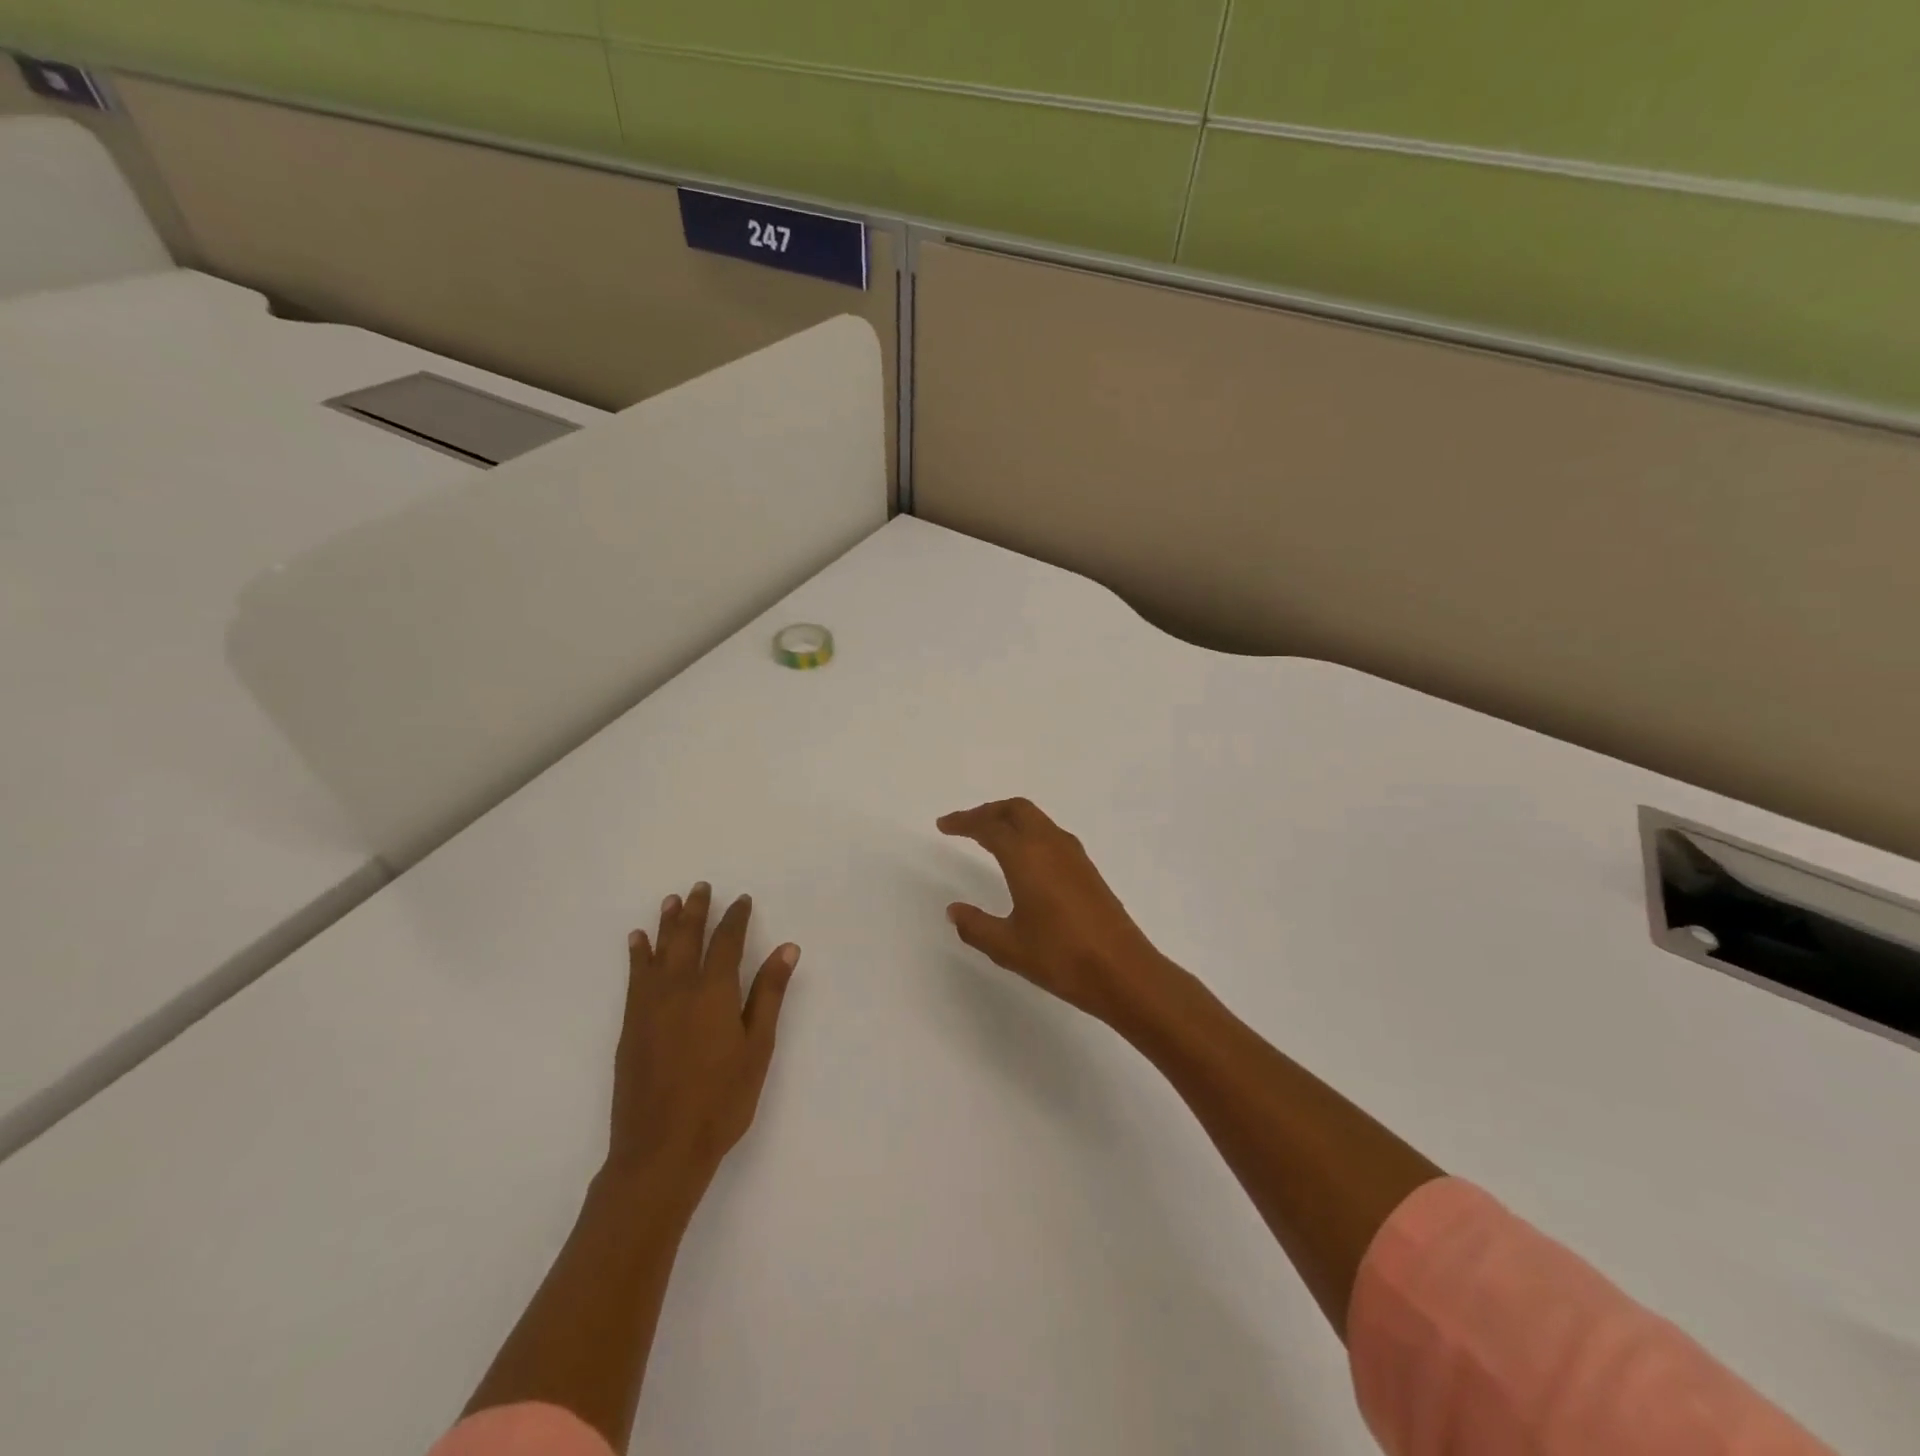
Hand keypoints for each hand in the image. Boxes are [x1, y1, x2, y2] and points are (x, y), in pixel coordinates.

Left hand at [609, 883, 797, 1190]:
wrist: (660, 1149)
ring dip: (665, 924)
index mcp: (714, 992)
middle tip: (700, 886)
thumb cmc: (721, 1100)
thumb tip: (787, 947)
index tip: (742, 900)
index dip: (735, 918)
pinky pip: (634, 977)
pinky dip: (638, 955)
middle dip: (696, 910)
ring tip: (670, 900)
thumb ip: (769, 994)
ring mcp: (649, 1007)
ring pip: (658, 952)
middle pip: (687, 938)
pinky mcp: (631, 1026)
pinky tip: (637, 943)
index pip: (726, 942)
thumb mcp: (757, 1047)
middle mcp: (678, 989)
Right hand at [938, 798, 1175, 1027]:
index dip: (964, 822)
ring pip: (1037, 819)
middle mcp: (1050, 845)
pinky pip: (1050, 835)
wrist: (1123, 971)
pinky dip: (1028, 833)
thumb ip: (976, 926)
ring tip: (989, 837)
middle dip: (988, 811)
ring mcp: (1073, 855)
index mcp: (1026, 856)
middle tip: (965, 825)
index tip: (943, 825)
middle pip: (1016, 809)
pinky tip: (1023, 859)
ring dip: (1010, 820)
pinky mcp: (1087, 869)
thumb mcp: (1007, 947)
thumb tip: (954, 910)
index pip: (989, 826)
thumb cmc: (1061, 957)